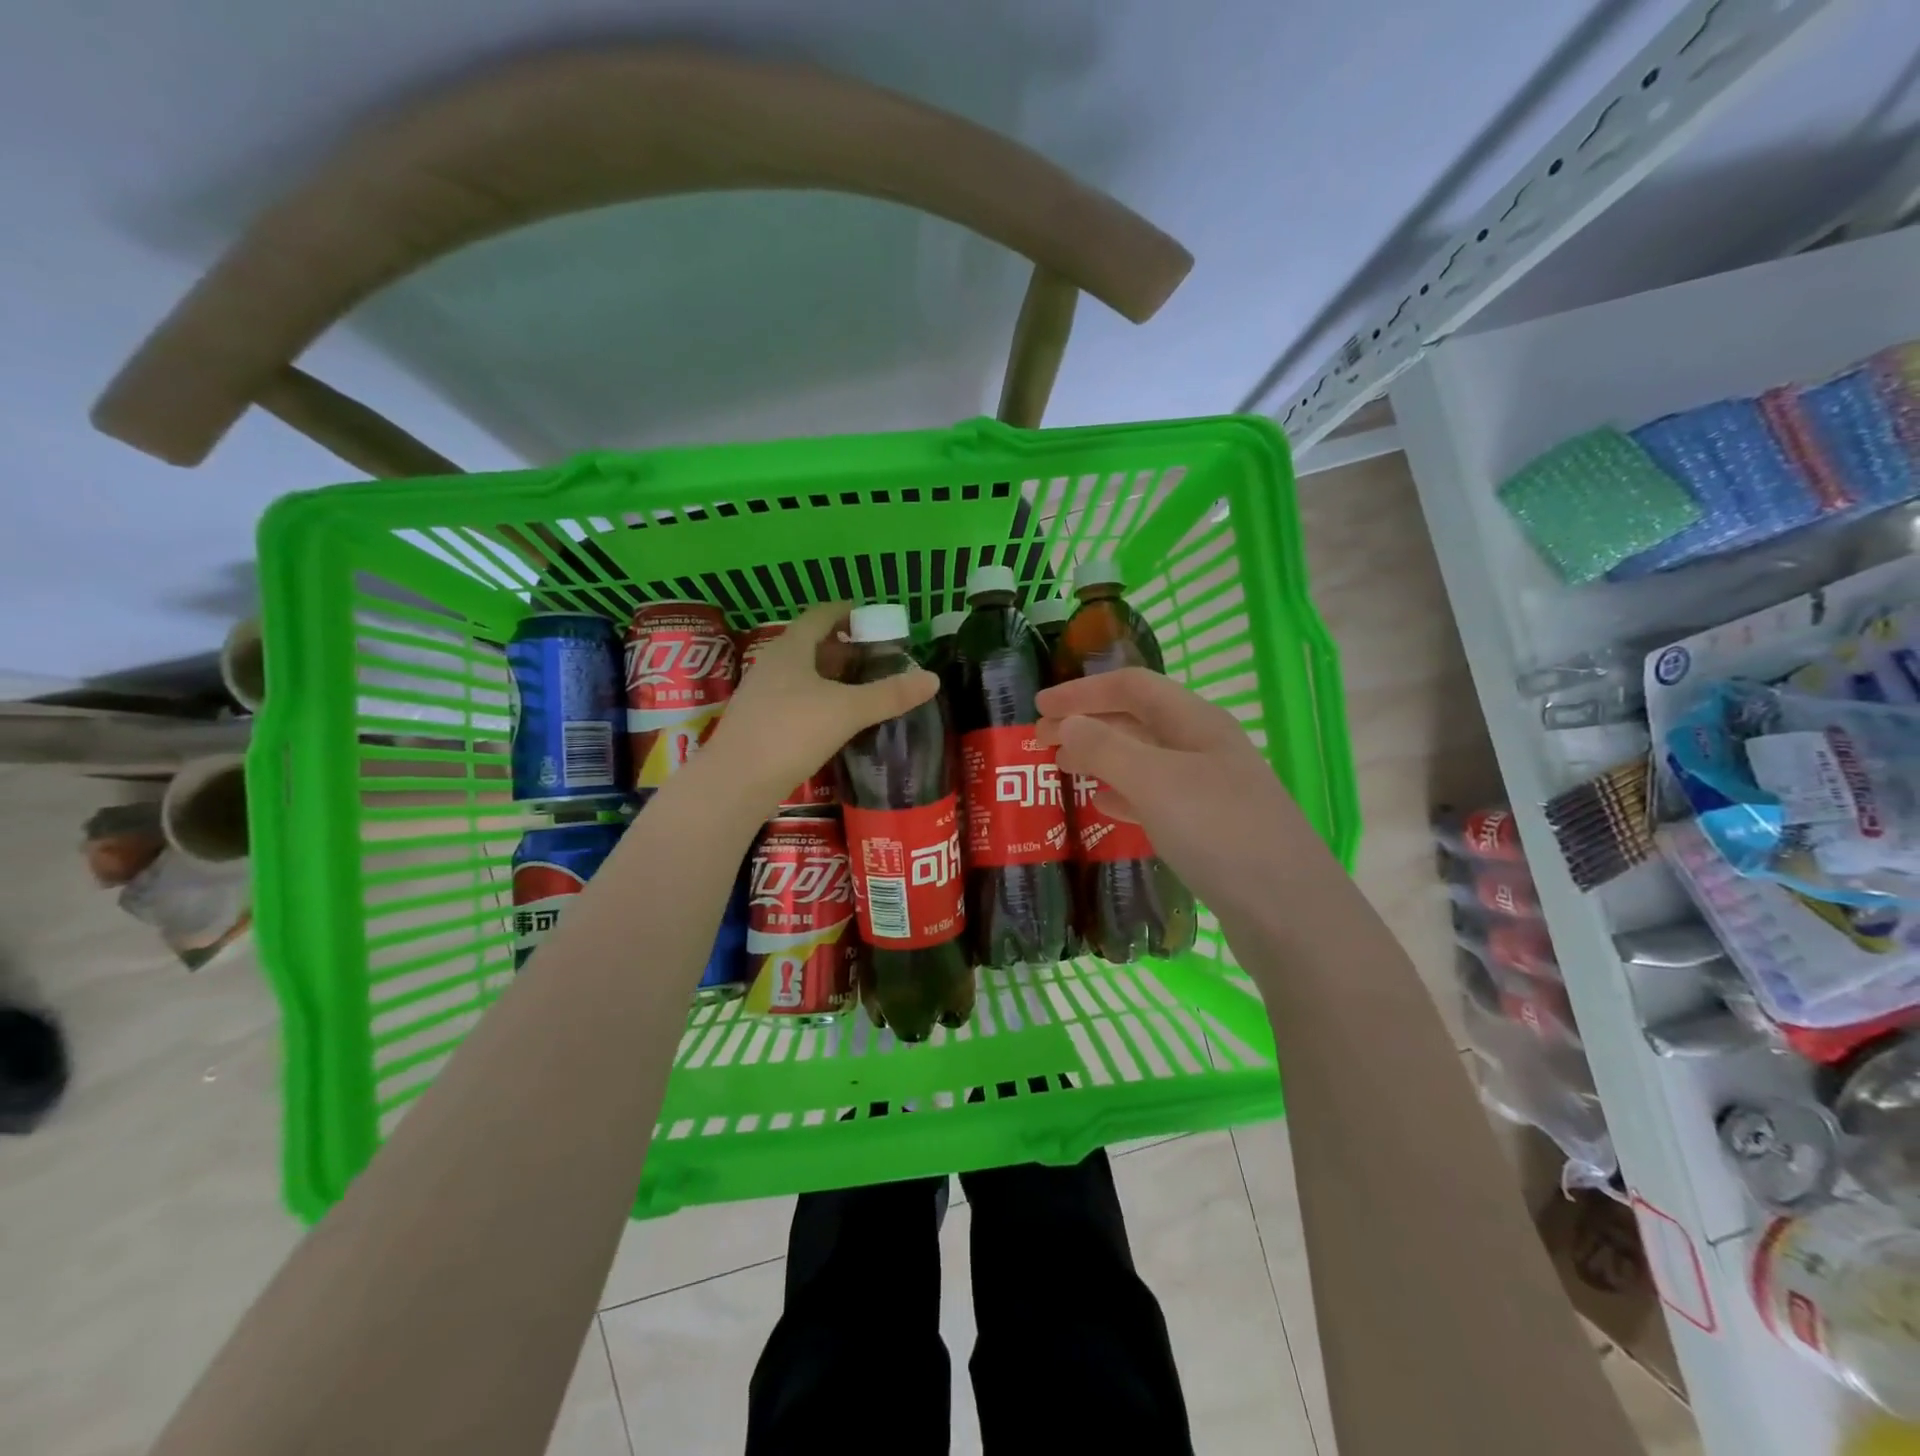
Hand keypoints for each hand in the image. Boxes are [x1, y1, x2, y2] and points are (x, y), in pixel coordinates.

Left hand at [704, 602, 937, 809]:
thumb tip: (933, 679)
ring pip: (802, 674)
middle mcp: (772, 664)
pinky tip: (836, 720)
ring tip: (862, 688)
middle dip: (844, 647)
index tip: (871, 617)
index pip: (820, 616)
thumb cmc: (791, 732)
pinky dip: (819, 700)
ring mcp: (762, 694)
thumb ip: (889, 695)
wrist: (736, 782)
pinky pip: (795, 699)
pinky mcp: (760, 723)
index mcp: (791, 648)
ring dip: (831, 676)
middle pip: (811, 644)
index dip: (846, 611)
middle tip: (876, 657)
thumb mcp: (847, 710)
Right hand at [1035, 668, 1316, 906]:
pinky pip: (1153, 797)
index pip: (1131, 687)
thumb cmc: (1219, 831)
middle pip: (1136, 719)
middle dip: (1087, 722)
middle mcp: (1203, 747)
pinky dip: (1122, 794)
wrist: (1289, 910)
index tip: (1038, 705)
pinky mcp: (1207, 827)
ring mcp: (1208, 788)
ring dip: (1101, 756)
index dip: (1082, 690)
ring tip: (1062, 766)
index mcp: (1196, 722)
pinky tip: (1101, 805)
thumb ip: (1106, 748)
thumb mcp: (1155, 782)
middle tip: (1040, 739)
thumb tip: (1067, 723)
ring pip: (1143, 759)